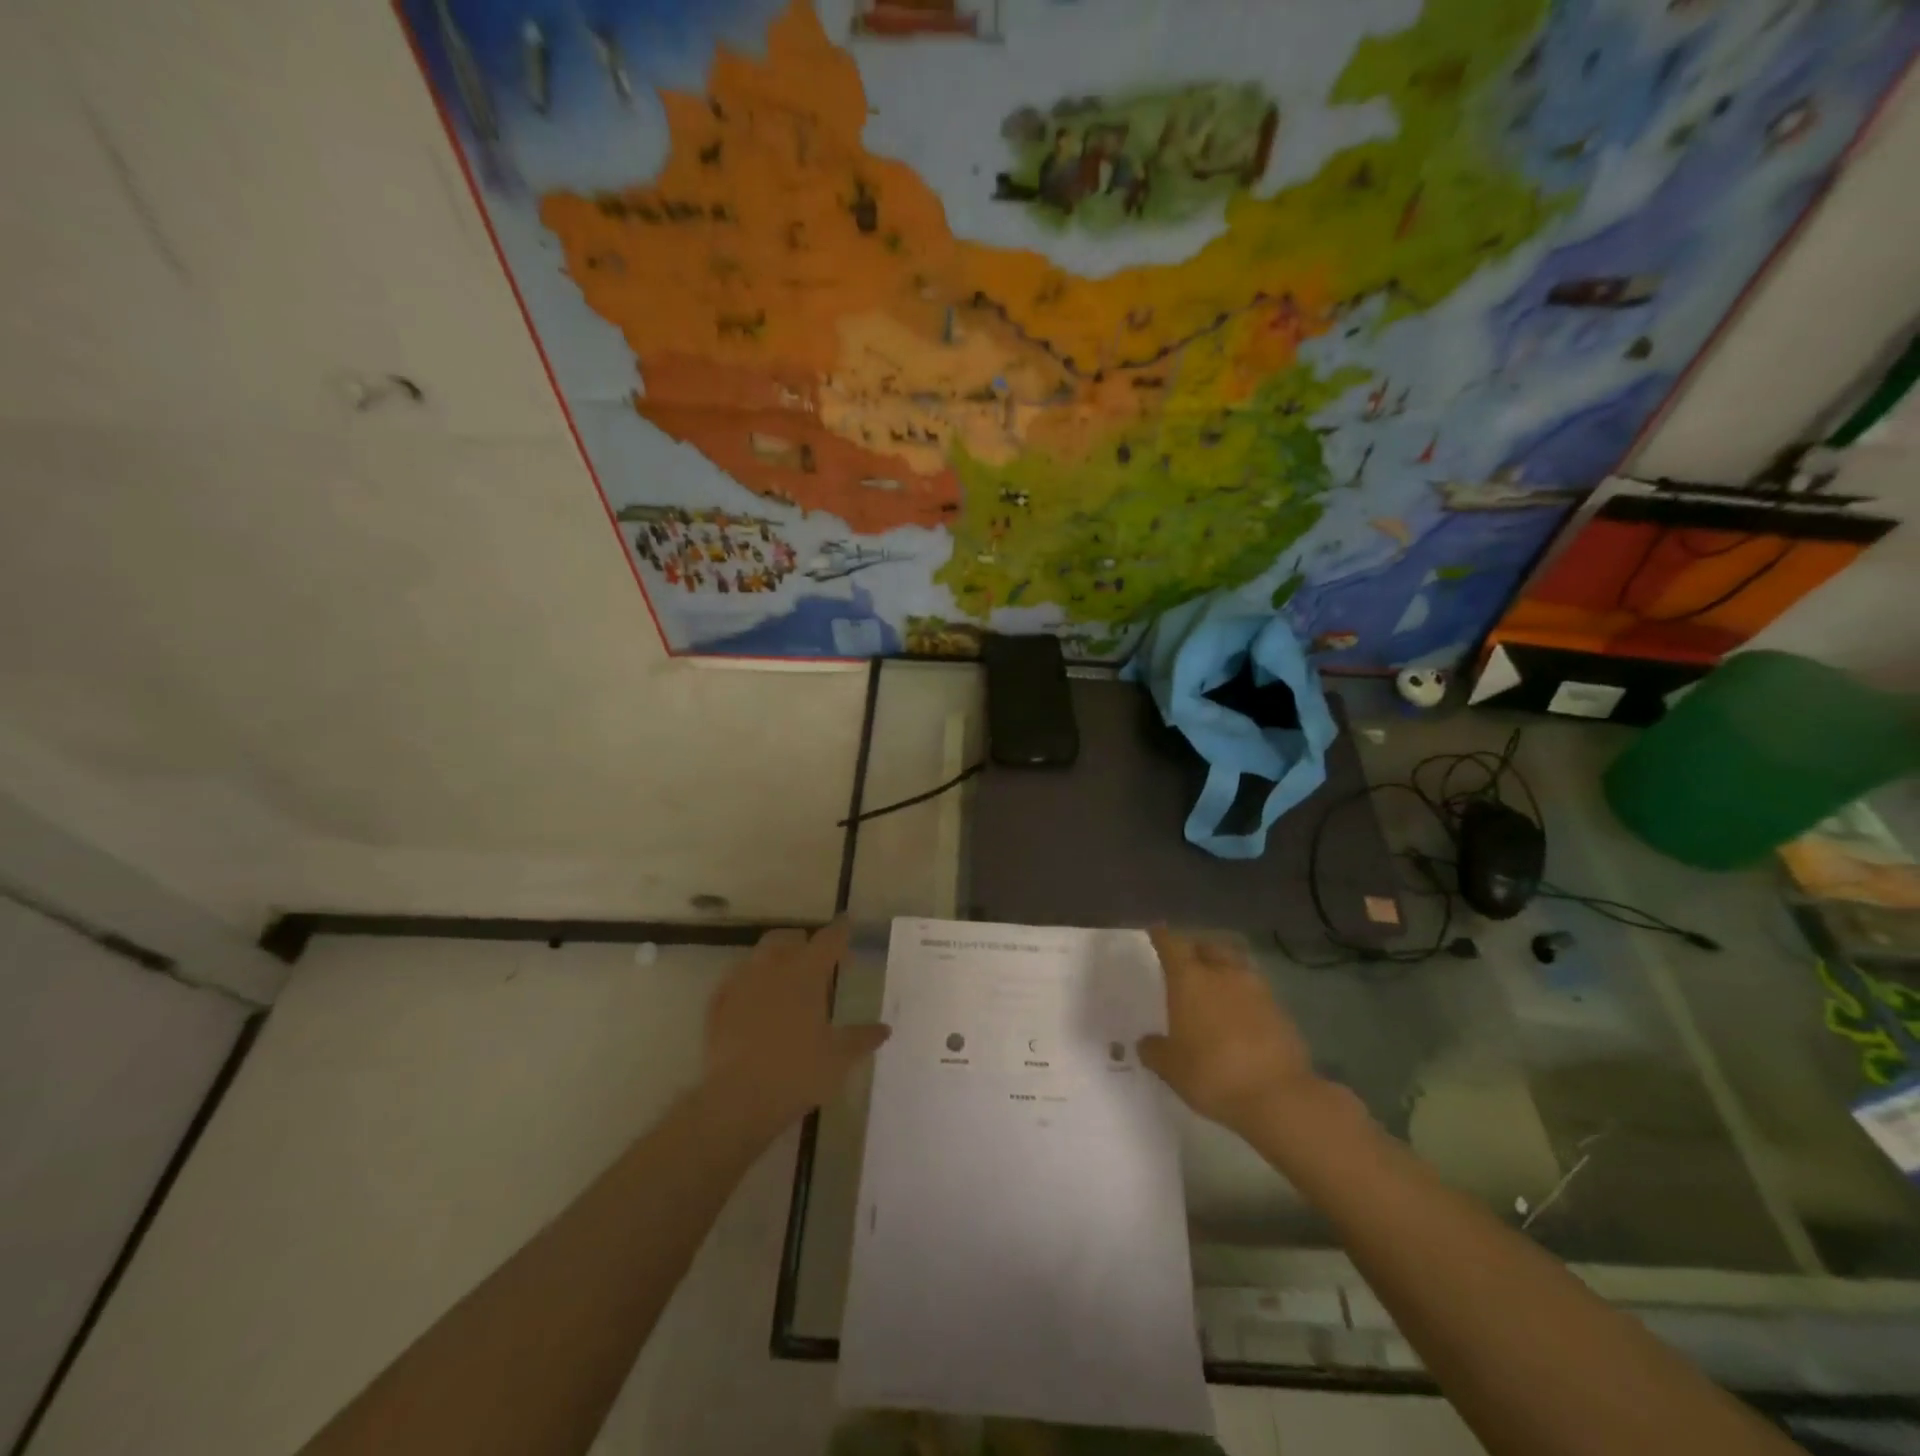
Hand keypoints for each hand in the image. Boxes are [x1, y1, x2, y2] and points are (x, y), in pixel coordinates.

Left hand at [703, 918, 889, 1131]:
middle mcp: (772, 967)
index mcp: (806, 973)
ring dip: (774, 961)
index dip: (840, 931)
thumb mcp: (839, 1058)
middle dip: (803, 943)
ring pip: (758, 956)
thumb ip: (862, 1038)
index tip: (847, 924)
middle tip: (816, 961)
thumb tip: (884, 1029)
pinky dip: (749, 985)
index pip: (828, 939)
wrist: (737, 1099)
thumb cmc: (797, 1072)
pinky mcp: (717, 1005)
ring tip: (784, 981)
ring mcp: (740, 983)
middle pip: (787, 938)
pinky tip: (753, 1003)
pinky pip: (735, 982)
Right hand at [1138, 926, 1324, 1137]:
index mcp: (1190, 979)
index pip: (1172, 945)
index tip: (1156, 931)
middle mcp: (1223, 973)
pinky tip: (1240, 1014)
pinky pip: (1256, 991)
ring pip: (1236, 965)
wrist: (1278, 1096)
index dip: (1162, 937)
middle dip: (1196, 949)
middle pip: (1208, 946)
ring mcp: (1256, 989)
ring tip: (1215, 984)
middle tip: (1187, 960)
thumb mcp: (1171, 1068)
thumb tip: (1147, 1043)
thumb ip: (1155, 1050)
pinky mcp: (1281, 1010)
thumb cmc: (1212, 1073)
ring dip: (1224, 968)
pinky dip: (1244, 995)